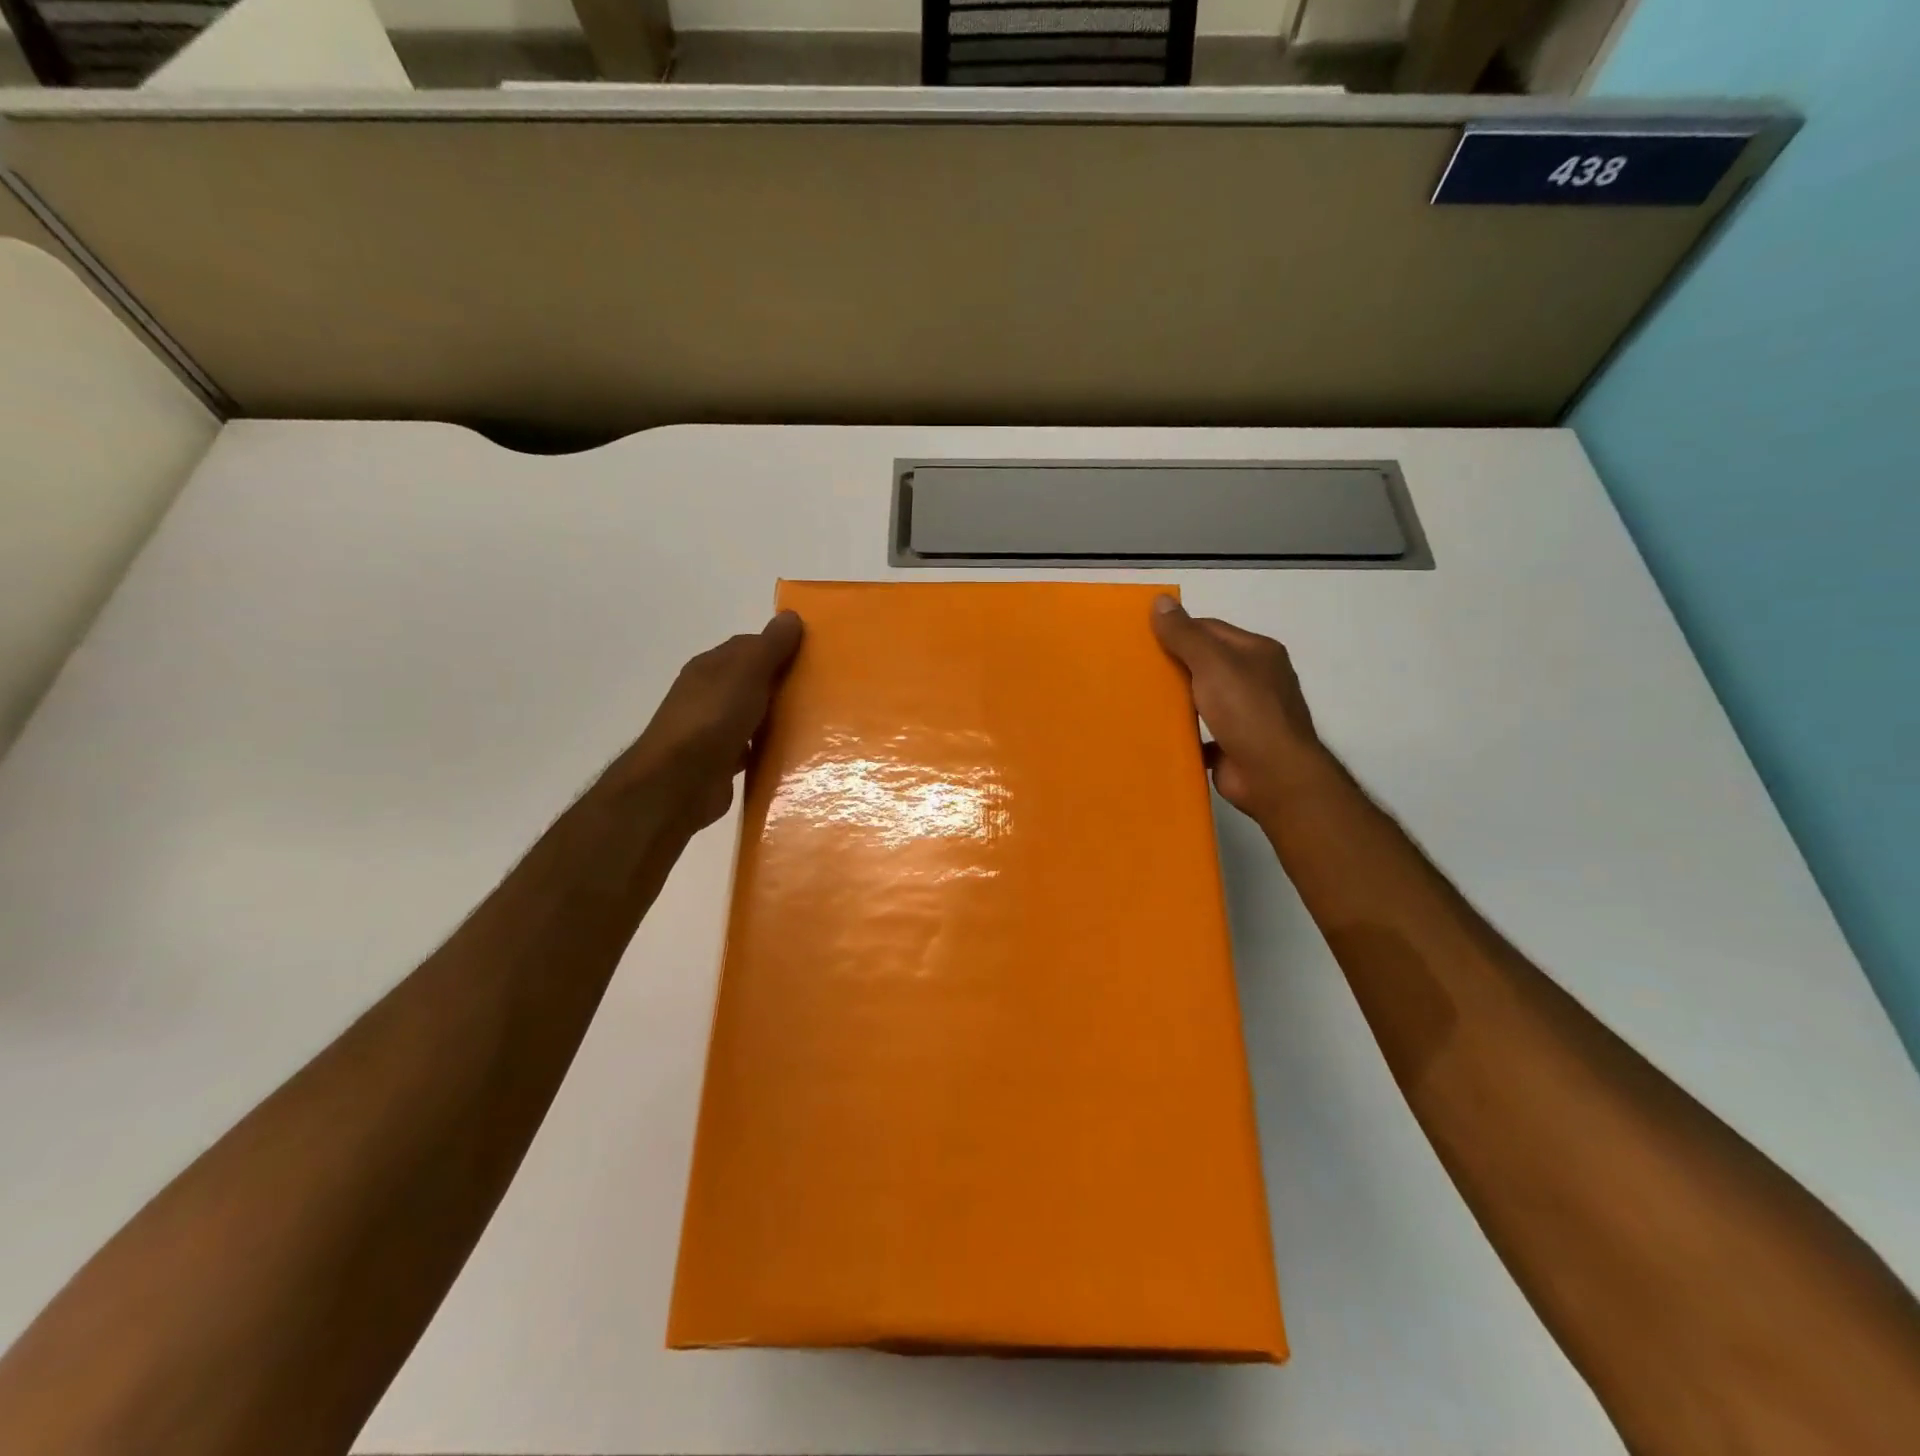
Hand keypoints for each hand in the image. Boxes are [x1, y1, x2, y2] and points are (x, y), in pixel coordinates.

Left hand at [622, 611, 804, 828]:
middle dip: (783, 683)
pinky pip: (753, 748)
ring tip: (818, 722)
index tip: (815, 656)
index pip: (749, 647)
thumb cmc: (713, 718)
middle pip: (753, 681)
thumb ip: (770, 646)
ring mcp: (713, 729)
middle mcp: (709, 694)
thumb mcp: (747, 672)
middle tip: (824, 689)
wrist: (679, 782)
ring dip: (778, 717)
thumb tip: (791, 616)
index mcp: (711, 667)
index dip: (780, 647)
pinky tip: (795, 753)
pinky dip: (770, 747)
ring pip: (754, 715)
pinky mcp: (721, 762)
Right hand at [1151, 596, 1328, 822]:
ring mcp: (1247, 714)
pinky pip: (1202, 732)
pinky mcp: (1235, 745)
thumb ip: (1185, 634)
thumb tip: (1160, 600)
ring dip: (1177, 699)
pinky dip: (1183, 731)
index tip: (1142, 638)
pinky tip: (1157, 732)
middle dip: (1174, 665)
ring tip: (1139, 698)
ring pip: (1204, 698)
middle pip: (1207, 663)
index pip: (1210, 630)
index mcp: (1257, 652)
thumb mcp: (1212, 664)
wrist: (1274, 775)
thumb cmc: (1247, 711)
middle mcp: (1256, 679)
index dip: (1177, 630)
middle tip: (1134, 667)